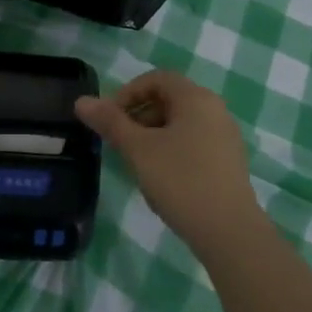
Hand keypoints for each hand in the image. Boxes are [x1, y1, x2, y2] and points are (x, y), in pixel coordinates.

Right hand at [75, 70, 259, 249]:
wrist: (229, 232)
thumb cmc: (181, 180)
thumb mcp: (138, 149)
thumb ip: (110, 122)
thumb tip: (82, 101)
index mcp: (196, 98)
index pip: (156, 79)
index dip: (127, 93)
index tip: (109, 118)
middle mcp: (215, 110)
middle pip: (168, 99)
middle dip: (138, 115)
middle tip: (118, 141)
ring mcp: (225, 137)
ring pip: (180, 123)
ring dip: (152, 135)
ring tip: (136, 162)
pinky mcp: (228, 162)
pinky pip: (193, 143)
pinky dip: (171, 150)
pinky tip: (160, 178)